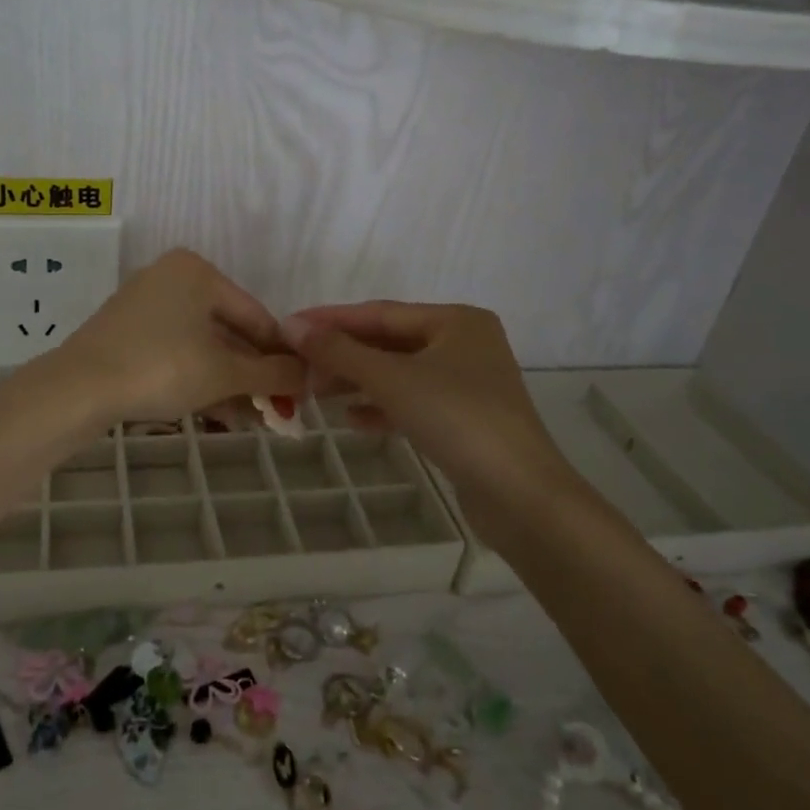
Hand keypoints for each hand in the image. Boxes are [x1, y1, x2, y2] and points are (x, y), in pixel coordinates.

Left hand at [58, 249, 305, 425]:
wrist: (79, 388)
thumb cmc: (162, 367)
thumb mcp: (224, 373)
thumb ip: (271, 373)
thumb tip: (308, 375)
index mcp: (198, 271)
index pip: (255, 315)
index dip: (280, 356)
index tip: (299, 389)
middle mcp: (171, 277)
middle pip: (227, 331)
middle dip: (252, 374)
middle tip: (274, 410)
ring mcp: (145, 304)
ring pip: (201, 345)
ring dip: (228, 382)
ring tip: (250, 419)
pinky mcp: (126, 331)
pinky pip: (175, 351)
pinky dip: (197, 377)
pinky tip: (216, 410)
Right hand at [281, 302, 563, 537]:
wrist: (521, 496)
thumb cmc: (457, 419)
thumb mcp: (392, 379)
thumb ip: (339, 351)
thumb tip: (292, 325)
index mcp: (455, 321)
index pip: (380, 313)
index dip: (331, 320)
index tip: (288, 326)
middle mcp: (464, 344)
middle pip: (389, 343)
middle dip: (343, 355)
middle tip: (297, 365)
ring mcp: (466, 383)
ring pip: (398, 374)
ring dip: (357, 382)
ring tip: (315, 392)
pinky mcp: (464, 419)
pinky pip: (412, 402)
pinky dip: (381, 406)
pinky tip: (350, 419)